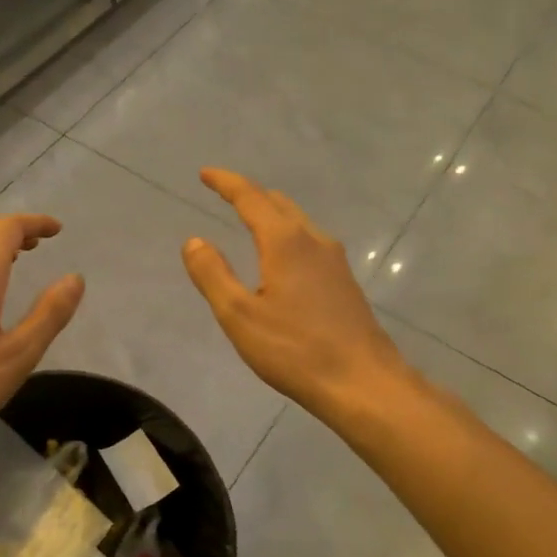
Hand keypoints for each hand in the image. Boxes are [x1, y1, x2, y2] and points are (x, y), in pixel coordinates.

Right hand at [182, 169, 408, 418]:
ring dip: (272, 213)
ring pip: (299, 222)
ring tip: (251, 218)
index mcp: (285, 242)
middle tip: (225, 193)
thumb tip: (193, 241)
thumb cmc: (295, 350)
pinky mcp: (345, 282)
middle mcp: (314, 241)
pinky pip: (310, 241)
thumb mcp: (239, 316)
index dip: (226, 183)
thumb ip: (213, 275)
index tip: (205, 173)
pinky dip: (288, 234)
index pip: (251, 198)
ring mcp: (335, 261)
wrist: (363, 383)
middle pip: (279, 204)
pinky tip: (283, 257)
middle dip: (250, 194)